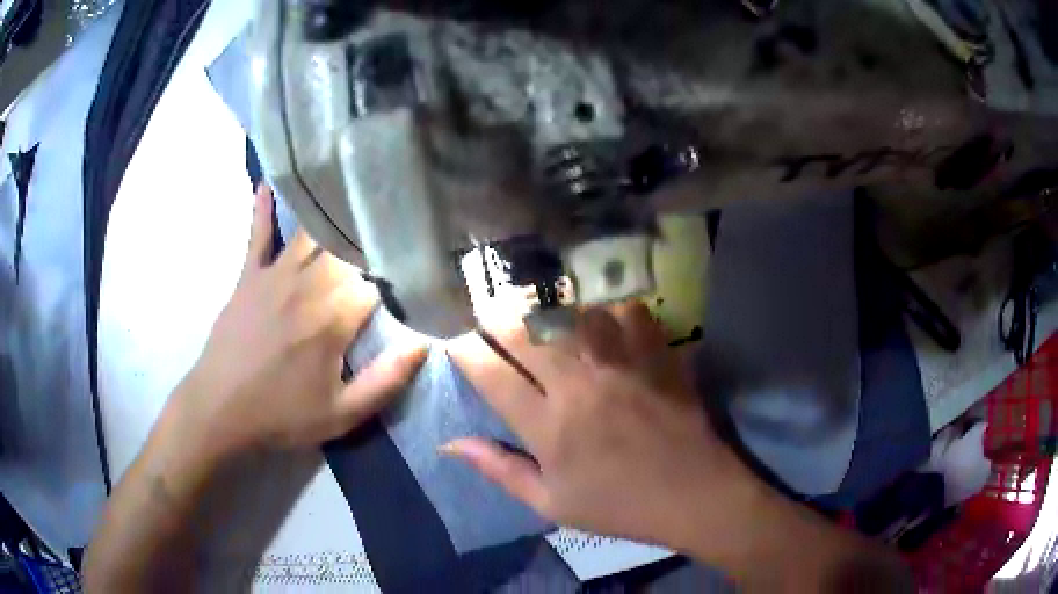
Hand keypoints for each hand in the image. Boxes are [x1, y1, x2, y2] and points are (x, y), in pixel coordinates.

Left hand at [170, 185, 426, 460]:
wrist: (220, 411)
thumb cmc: (282, 416)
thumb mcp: (342, 415)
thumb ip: (386, 381)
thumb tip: (424, 345)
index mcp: (333, 317)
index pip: (378, 278)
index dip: (400, 269)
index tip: (416, 263)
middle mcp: (308, 284)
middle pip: (348, 246)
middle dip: (372, 235)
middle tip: (391, 220)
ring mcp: (274, 275)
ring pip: (311, 232)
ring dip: (332, 217)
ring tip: (351, 194)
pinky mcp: (248, 276)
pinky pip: (258, 234)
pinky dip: (262, 209)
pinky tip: (267, 184)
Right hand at [445, 303, 751, 549]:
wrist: (692, 496)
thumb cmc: (618, 506)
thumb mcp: (550, 504)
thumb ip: (500, 469)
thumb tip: (450, 444)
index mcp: (548, 428)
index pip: (492, 377)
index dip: (467, 353)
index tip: (457, 342)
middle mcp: (579, 388)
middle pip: (527, 336)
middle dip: (497, 318)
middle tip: (488, 311)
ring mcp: (622, 368)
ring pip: (576, 315)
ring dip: (555, 311)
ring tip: (547, 316)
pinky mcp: (657, 358)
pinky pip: (632, 314)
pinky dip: (615, 311)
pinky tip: (608, 320)